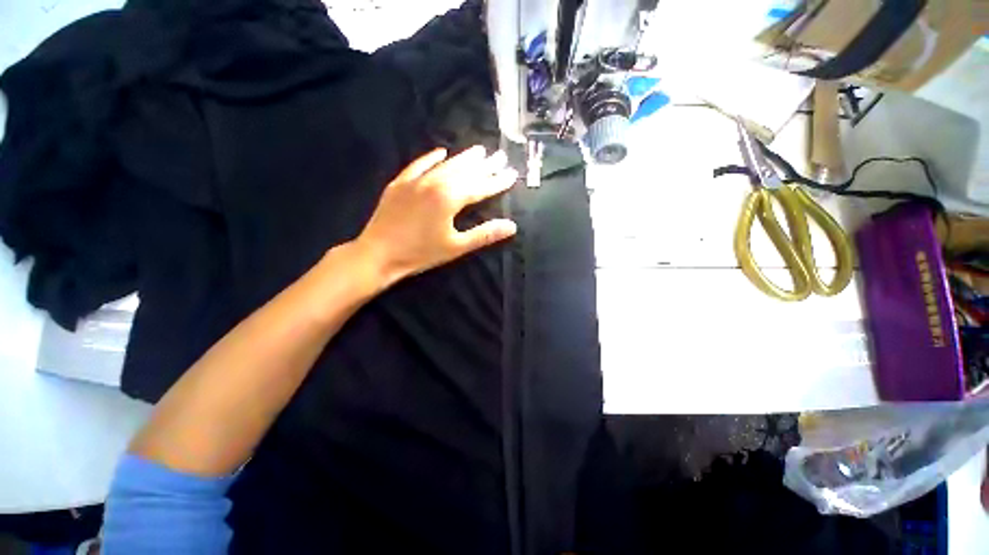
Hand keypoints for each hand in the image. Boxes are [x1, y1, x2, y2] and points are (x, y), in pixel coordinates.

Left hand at [354, 146, 517, 285]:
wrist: (379, 254)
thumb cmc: (421, 253)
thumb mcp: (456, 247)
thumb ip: (484, 234)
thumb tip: (511, 226)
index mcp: (450, 199)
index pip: (480, 187)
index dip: (497, 181)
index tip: (512, 174)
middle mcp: (435, 183)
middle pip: (465, 171)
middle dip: (485, 165)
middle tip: (500, 156)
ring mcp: (416, 181)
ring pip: (445, 165)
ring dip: (464, 158)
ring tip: (479, 151)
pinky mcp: (400, 183)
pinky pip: (419, 165)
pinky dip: (431, 158)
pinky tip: (441, 151)